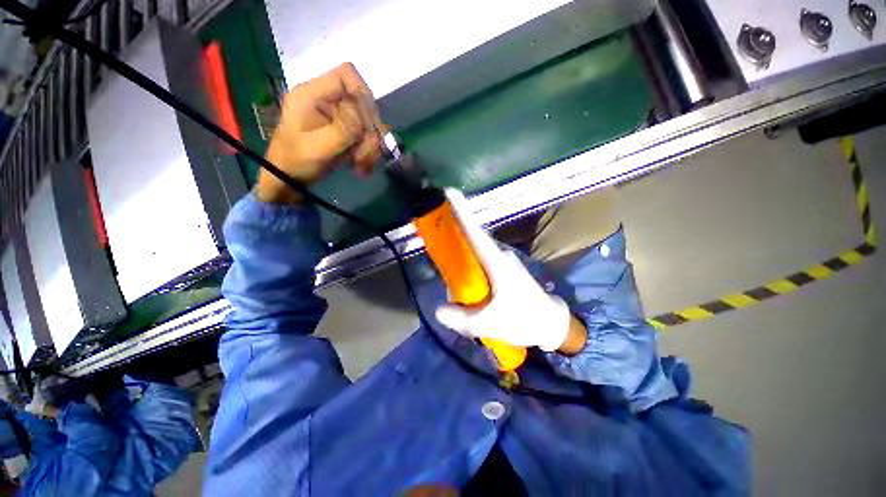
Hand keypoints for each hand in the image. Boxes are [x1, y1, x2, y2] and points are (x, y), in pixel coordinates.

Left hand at [257, 63, 383, 203]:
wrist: (289, 178)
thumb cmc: (296, 161)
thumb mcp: (318, 147)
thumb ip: (342, 129)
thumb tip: (363, 114)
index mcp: (312, 94)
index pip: (347, 75)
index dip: (363, 95)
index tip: (368, 125)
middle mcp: (327, 100)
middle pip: (363, 102)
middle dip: (369, 131)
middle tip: (365, 155)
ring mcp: (337, 115)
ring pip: (368, 122)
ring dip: (370, 146)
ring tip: (362, 166)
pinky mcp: (343, 130)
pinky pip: (366, 136)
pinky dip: (368, 152)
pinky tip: (362, 166)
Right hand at [434, 189, 587, 353]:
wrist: (551, 323)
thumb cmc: (524, 319)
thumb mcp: (490, 324)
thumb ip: (461, 319)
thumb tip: (439, 309)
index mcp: (496, 262)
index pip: (475, 231)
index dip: (461, 211)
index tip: (448, 191)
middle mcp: (499, 255)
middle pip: (472, 236)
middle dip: (454, 229)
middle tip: (435, 232)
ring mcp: (503, 260)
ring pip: (476, 249)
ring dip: (461, 249)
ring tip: (446, 259)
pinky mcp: (503, 268)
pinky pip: (481, 258)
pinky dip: (469, 261)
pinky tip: (462, 275)